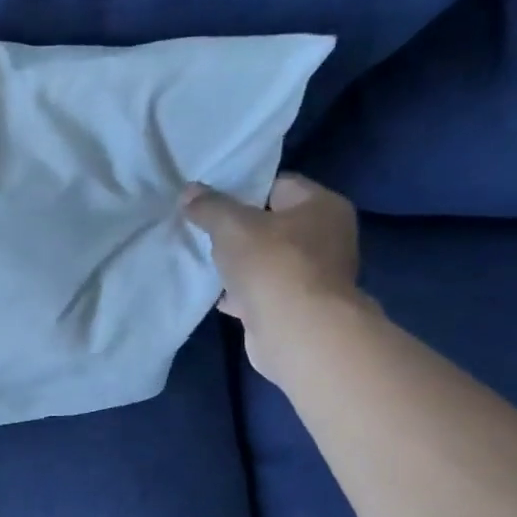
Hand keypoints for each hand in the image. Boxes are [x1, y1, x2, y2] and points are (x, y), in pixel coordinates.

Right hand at [183, 173, 363, 380]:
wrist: (296, 332)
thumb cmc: (272, 265)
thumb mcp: (231, 226)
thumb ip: (209, 206)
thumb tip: (189, 191)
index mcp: (322, 206)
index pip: (279, 184)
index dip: (243, 189)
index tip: (210, 198)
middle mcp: (327, 237)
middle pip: (273, 224)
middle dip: (238, 228)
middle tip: (202, 228)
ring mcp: (315, 275)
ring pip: (267, 259)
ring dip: (239, 263)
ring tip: (204, 259)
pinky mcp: (298, 306)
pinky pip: (264, 290)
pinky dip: (242, 292)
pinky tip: (216, 294)